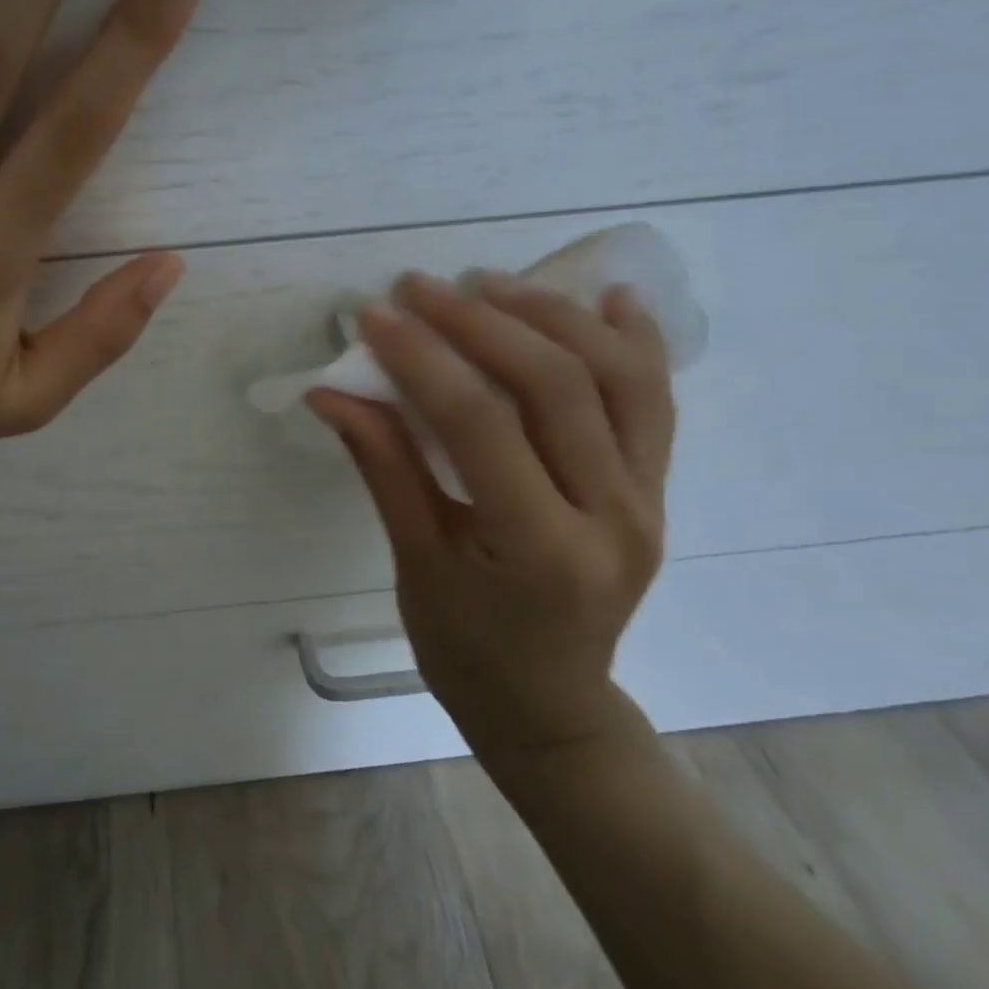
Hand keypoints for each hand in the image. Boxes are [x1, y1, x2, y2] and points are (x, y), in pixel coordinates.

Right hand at [310, 272, 674, 765]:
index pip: (479, 424)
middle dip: (479, 322)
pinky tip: (610, 298)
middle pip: (555, 385)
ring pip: (617, 378)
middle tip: (419, 288)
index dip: (422, 359)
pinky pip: (654, 401)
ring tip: (490, 283)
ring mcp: (648, 500)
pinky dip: (634, 342)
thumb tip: (331, 393)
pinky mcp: (657, 491)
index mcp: (541, 548)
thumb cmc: (467, 650)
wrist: (550, 705)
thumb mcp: (415, 562)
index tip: (375, 315)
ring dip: (551, 317)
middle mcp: (612, 516)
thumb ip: (383, 467)